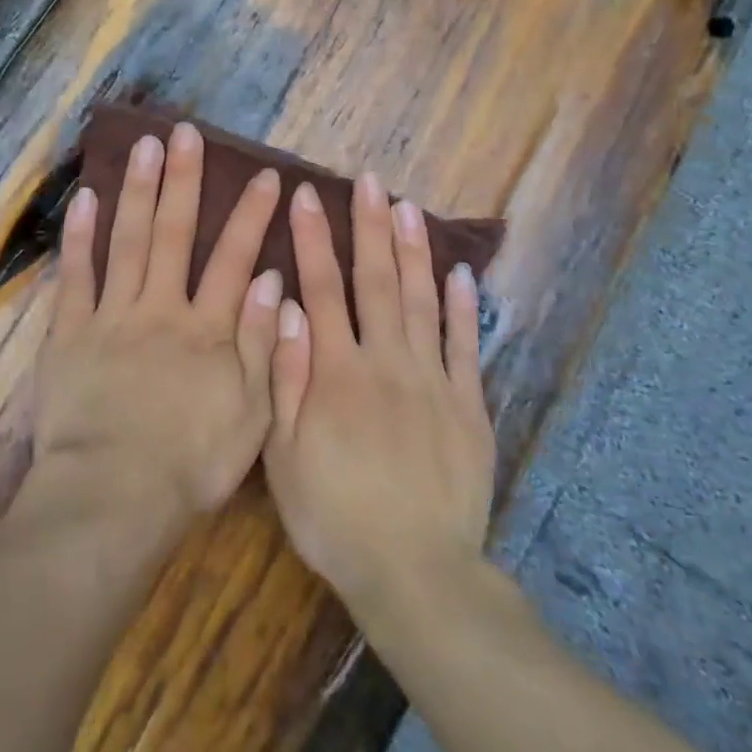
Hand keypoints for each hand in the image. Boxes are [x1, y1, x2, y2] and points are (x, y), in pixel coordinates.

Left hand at [34, 122, 284, 528]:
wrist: (113, 496)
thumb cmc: (190, 464)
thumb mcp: (251, 416)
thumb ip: (262, 345)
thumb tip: (270, 280)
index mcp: (207, 330)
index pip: (234, 258)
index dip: (252, 216)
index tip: (266, 176)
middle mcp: (160, 308)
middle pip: (174, 233)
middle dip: (183, 180)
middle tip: (185, 133)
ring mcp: (111, 315)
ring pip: (126, 240)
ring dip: (136, 190)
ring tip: (143, 146)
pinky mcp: (70, 332)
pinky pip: (75, 276)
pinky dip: (79, 236)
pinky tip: (84, 198)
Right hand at [262, 173, 494, 611]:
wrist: (413, 571)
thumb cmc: (332, 513)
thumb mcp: (282, 453)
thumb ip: (283, 375)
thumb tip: (285, 306)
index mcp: (336, 371)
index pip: (322, 289)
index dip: (314, 238)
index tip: (308, 196)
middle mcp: (386, 362)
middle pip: (377, 282)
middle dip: (370, 227)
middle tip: (369, 181)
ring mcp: (433, 381)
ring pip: (423, 301)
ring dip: (415, 251)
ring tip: (410, 207)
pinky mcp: (468, 406)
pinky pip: (467, 346)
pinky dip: (465, 307)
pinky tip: (462, 273)